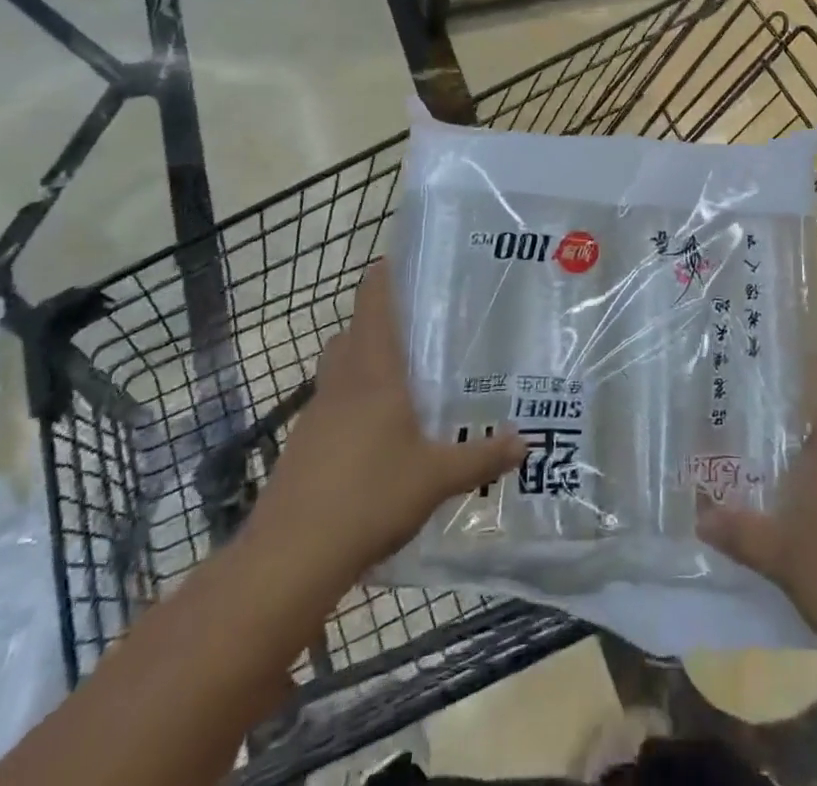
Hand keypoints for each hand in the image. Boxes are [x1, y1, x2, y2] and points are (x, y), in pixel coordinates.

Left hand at [245, 263, 526, 594]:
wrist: (290, 558)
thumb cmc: (369, 496)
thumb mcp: (437, 477)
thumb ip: (482, 456)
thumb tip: (526, 442)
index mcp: (374, 371)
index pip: (372, 302)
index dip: (384, 274)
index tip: (404, 259)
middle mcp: (342, 381)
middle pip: (352, 331)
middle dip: (378, 320)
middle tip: (419, 325)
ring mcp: (316, 414)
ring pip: (339, 368)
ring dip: (363, 362)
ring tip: (403, 379)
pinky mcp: (303, 447)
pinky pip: (331, 405)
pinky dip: (352, 403)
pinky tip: (378, 435)